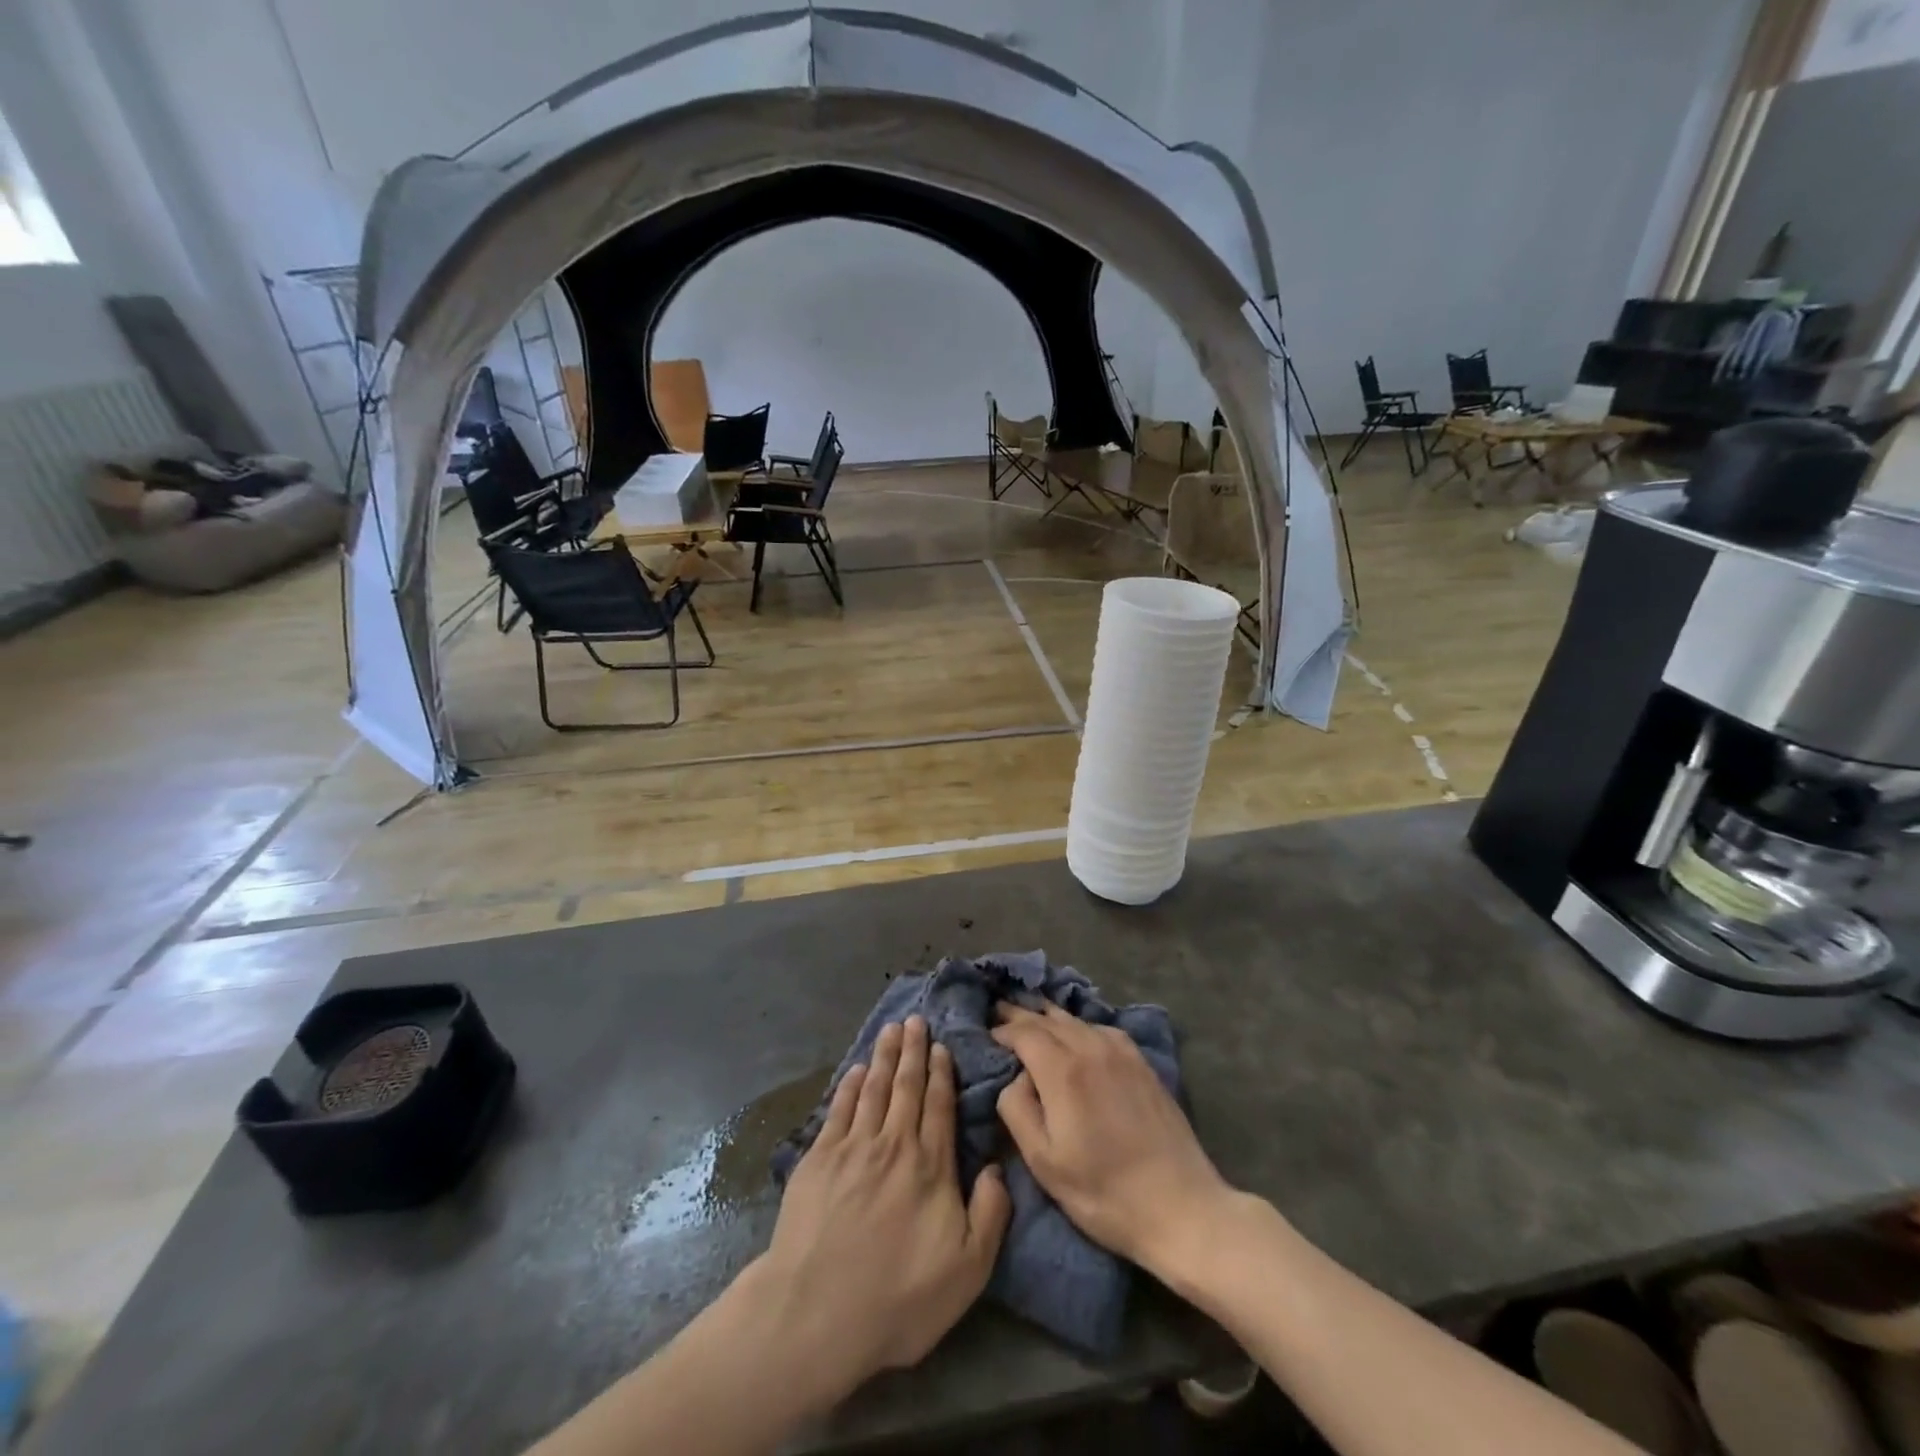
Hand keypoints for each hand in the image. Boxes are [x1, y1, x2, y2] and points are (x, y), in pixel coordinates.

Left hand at [754, 1017, 1010, 1397]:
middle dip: (913, 1050)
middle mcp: (893, 1144)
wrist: (816, 1313)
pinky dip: (849, 1085)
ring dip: (884, 1057)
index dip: (941, 1073)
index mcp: (930, 1166)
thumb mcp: (968, 1270)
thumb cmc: (898, 1297)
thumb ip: (990, 1214)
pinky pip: (838, 1109)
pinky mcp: (818, 1159)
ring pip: (873, 1088)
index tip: (941, 1046)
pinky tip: (855, 1070)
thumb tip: (995, 1166)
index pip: (938, 1106)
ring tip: (891, 1029)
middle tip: (915, 1019)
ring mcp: (852, 1147)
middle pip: (906, 1086)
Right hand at [992, 1003, 1233, 1277]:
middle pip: (1048, 1019)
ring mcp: (1121, 1052)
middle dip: (1021, 1013)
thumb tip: (1016, 1077)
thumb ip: (1017, 1109)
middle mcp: (1090, 1048)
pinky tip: (1078, 1032)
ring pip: (1075, 1020)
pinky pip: (1101, 1029)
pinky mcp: (1141, 1062)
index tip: (987, 1032)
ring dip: (1049, 1015)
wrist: (1180, 1206)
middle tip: (999, 1007)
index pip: (1024, 1032)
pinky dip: (1079, 1025)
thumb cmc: (1103, 1192)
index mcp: (1063, 1070)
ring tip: (1032, 1012)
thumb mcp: (1044, 1162)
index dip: (1003, 1030)